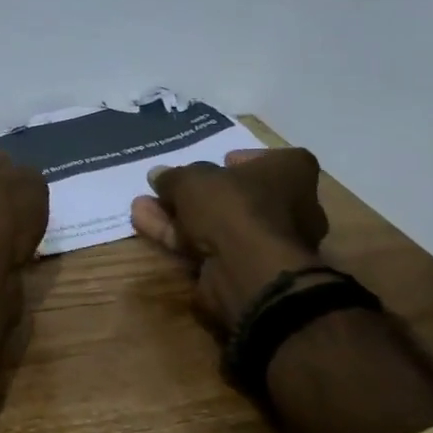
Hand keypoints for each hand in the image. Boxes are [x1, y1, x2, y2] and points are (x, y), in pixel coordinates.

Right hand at [130, 148, 328, 329]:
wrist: (248, 271)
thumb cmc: (234, 206)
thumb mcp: (193, 179)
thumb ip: (174, 176)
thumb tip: (159, 175)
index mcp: (291, 175)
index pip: (272, 160)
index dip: (242, 160)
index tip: (218, 161)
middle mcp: (290, 208)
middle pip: (237, 195)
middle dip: (195, 192)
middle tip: (165, 187)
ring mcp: (267, 242)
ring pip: (217, 222)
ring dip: (177, 214)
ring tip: (140, 206)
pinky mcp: (244, 268)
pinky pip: (208, 245)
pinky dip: (178, 235)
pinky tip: (144, 225)